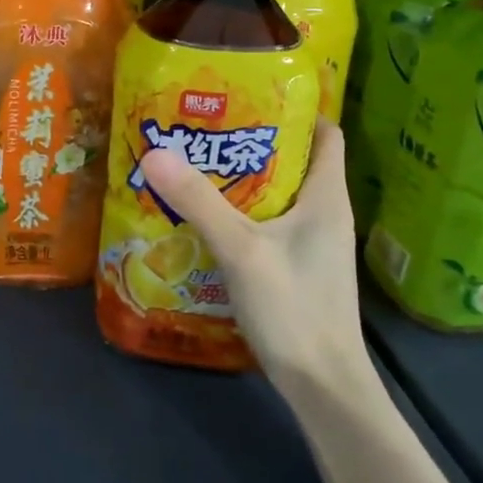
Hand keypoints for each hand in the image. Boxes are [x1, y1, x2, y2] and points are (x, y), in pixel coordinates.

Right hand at [139, 118, 368, 391]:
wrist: (324, 388)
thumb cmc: (295, 309)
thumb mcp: (242, 250)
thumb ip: (199, 201)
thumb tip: (156, 151)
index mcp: (326, 198)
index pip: (326, 134)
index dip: (296, 110)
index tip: (250, 94)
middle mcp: (325, 214)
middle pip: (294, 160)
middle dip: (253, 140)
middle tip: (205, 126)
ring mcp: (311, 244)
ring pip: (278, 194)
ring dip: (243, 177)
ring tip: (196, 162)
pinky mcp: (296, 268)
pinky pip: (269, 223)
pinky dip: (242, 211)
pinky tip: (205, 216)